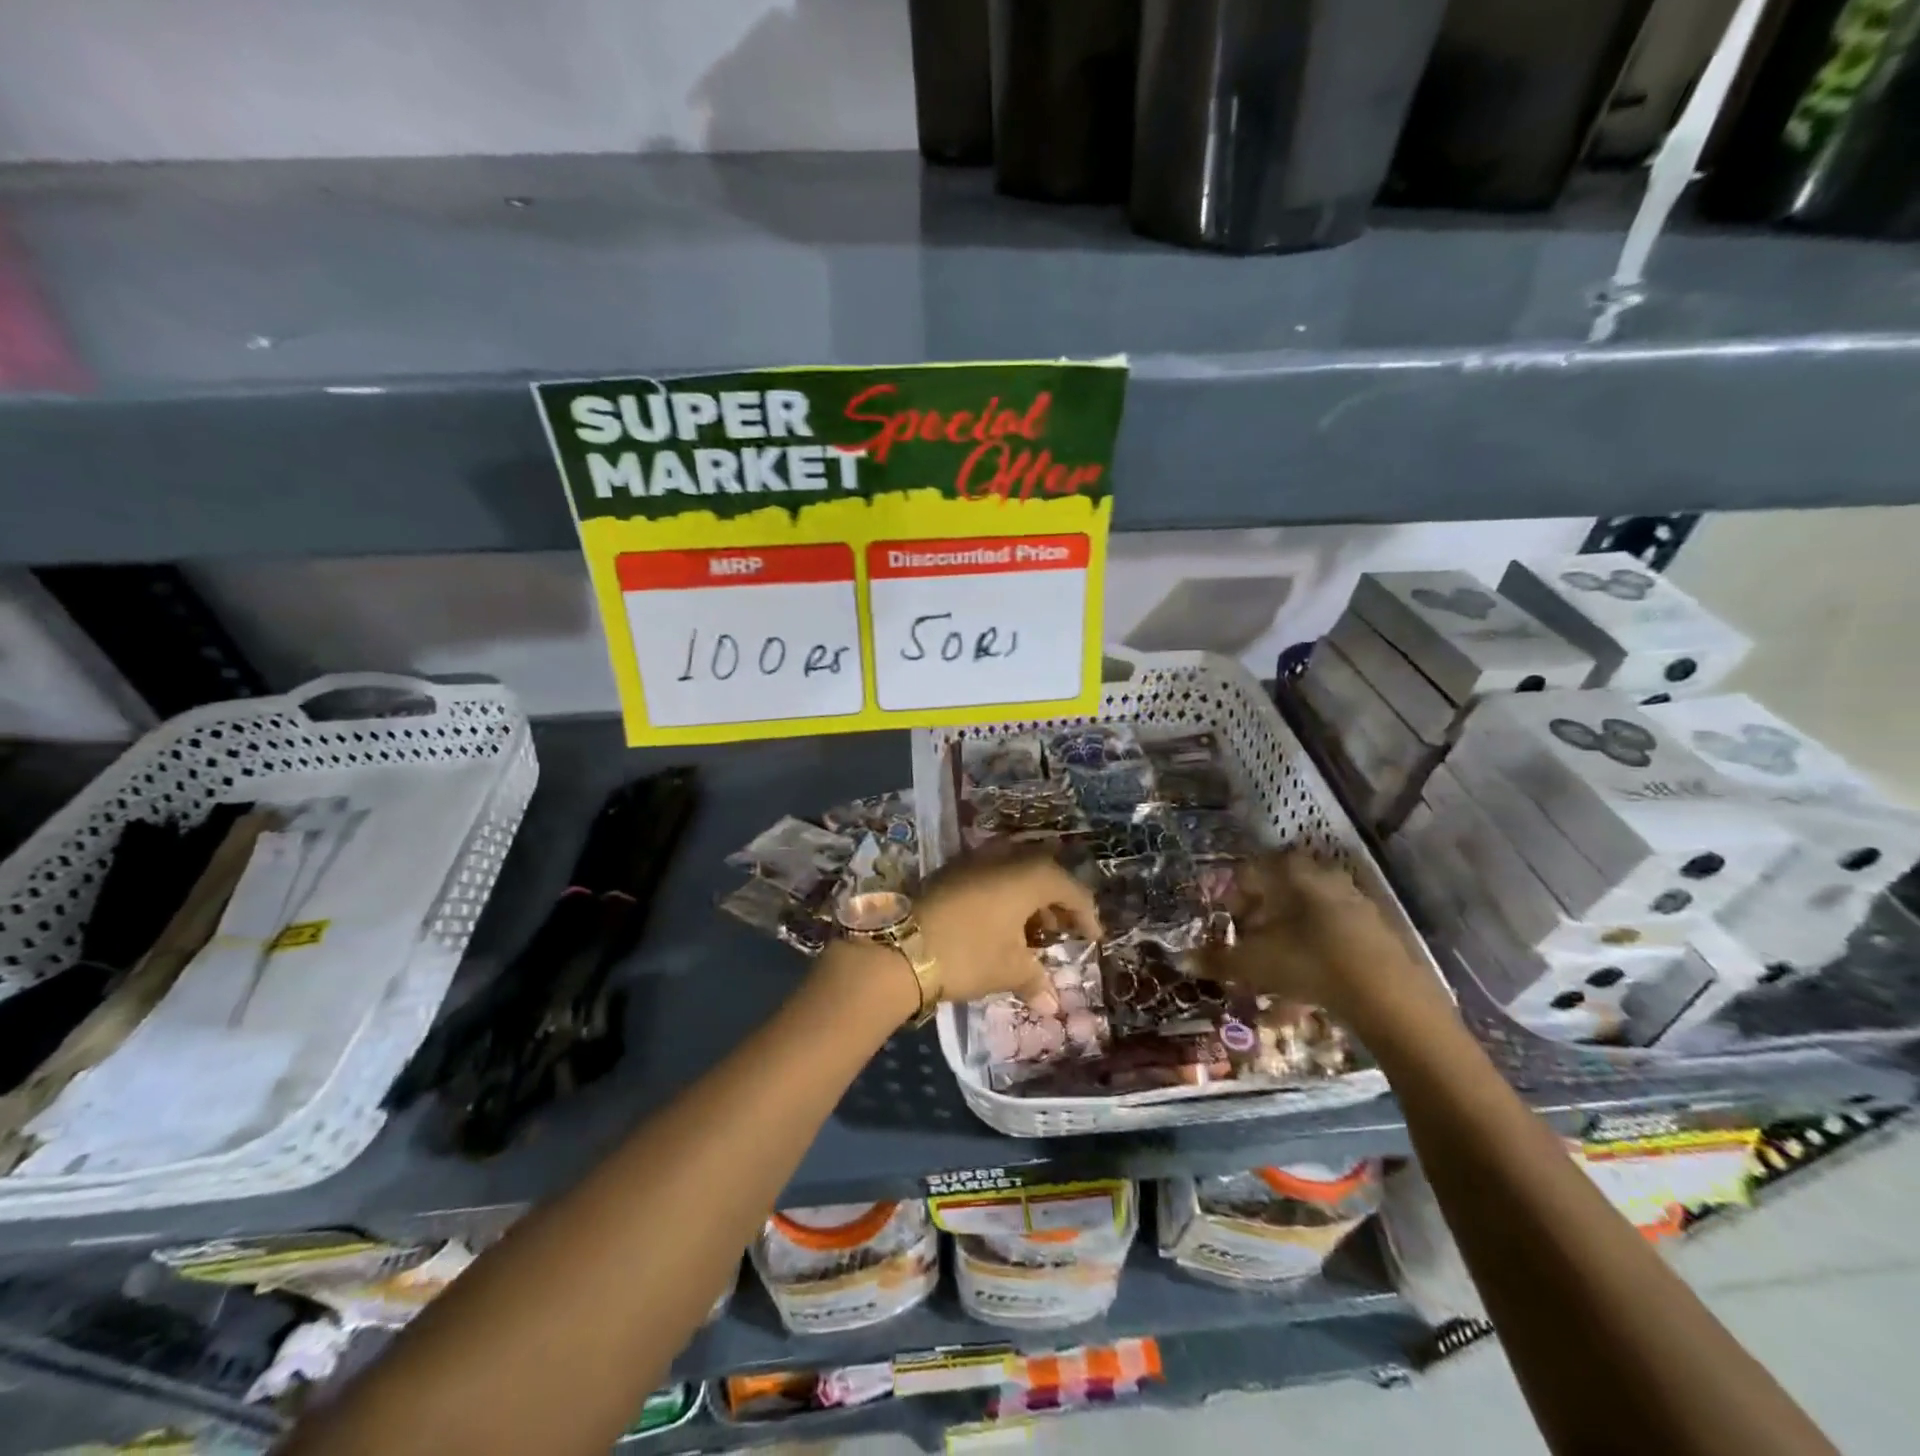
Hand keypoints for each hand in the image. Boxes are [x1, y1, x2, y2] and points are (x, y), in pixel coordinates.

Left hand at [917, 845, 1101, 1009]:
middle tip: (1060, 932)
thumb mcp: (1007, 969)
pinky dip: (1001, 897)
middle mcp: (1003, 858)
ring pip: (1012, 873)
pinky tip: (997, 926)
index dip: (1085, 914)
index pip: (1069, 888)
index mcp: (1028, 876)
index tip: (1092, 939)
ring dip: (1026, 899)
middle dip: (1054, 902)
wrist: (899, 948)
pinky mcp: (948, 872)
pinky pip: (988, 877)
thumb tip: (1051, 1004)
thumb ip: (1034, 980)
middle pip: (1042, 873)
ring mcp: (972, 862)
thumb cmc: (967, 954)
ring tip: (1029, 933)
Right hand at [1200, 849, 1446, 1023]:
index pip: (1247, 872)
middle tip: (1244, 949)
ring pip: (1304, 922)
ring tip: (1269, 983)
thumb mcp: (1252, 963)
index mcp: (1289, 872)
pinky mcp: (1374, 934)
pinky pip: (1329, 943)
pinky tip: (1299, 1002)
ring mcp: (1353, 904)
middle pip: (1278, 896)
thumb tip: (1183, 959)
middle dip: (1257, 924)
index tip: (1221, 925)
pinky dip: (1310, 964)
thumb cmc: (1307, 961)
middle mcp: (1321, 877)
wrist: (1386, 994)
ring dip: (1283, 947)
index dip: (1228, 898)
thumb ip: (1217, 959)